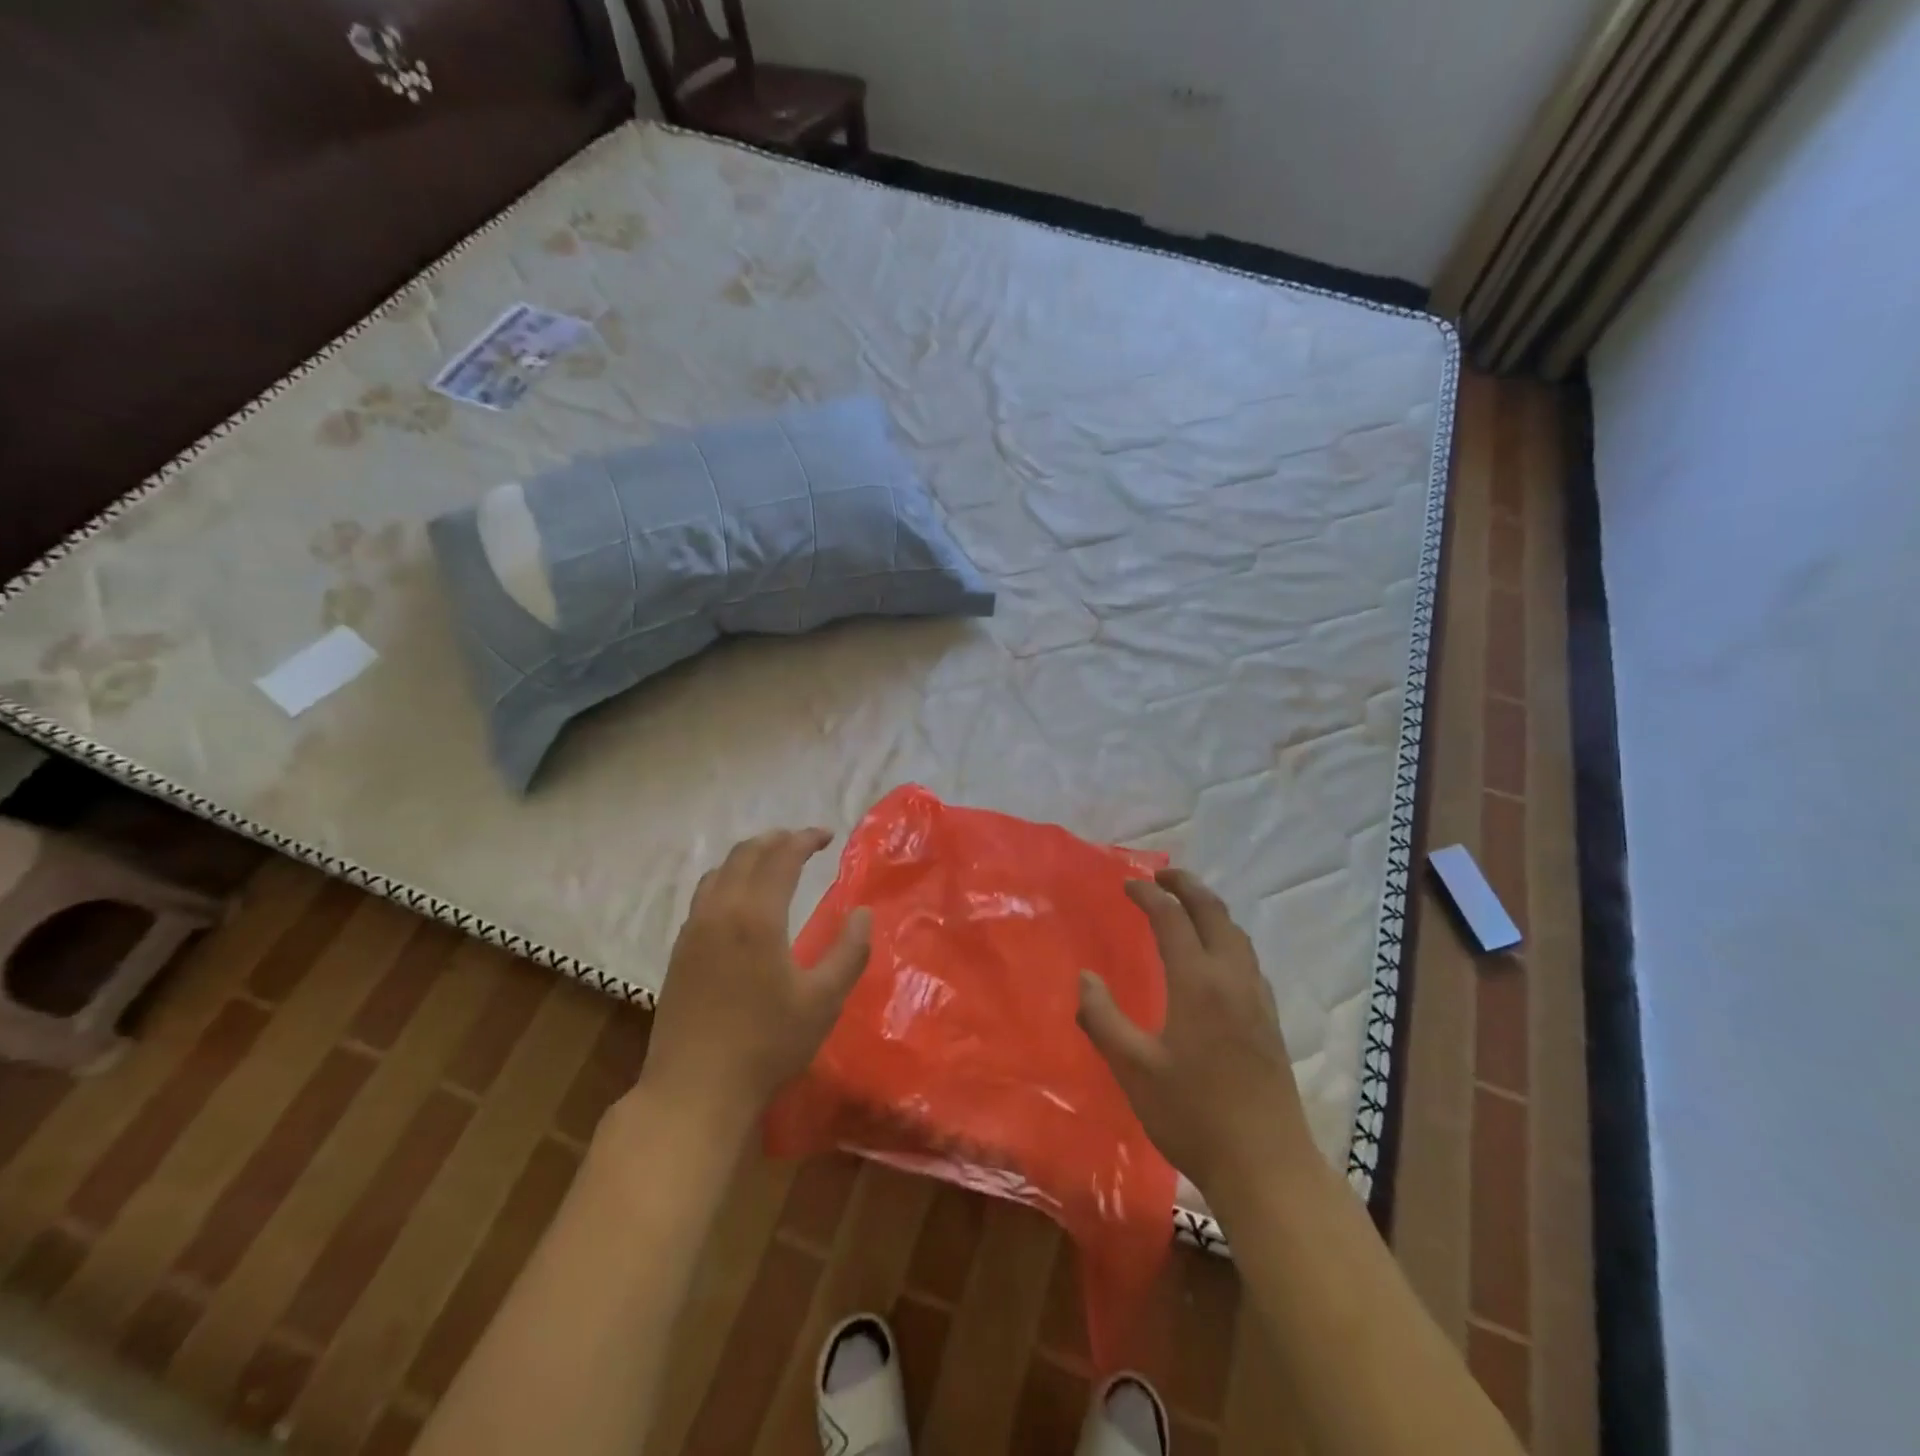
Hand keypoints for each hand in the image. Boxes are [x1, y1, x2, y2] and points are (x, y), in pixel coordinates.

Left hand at [632, 829, 870, 1143]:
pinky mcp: (679, 951)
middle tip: (803, 842)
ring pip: (719, 871)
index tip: (828, 836)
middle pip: (745, 854)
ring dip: (748, 856)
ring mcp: (693, 930)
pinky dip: (727, 879)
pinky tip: (739, 900)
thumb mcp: (824, 1001)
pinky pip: (704, 894)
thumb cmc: (767, 1044)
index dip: (805, 839)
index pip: (782, 857)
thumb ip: (850, 952)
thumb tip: (862, 913)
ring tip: (772, 861)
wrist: (694, 1090)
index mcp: (756, 915)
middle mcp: (720, 911)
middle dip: (777, 840)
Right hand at [1077, 868, 1313, 1201]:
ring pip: (1237, 934)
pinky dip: (1227, 937)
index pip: (1172, 918)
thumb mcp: (1133, 1068)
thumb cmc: (1192, 1114)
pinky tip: (1216, 958)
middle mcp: (1232, 978)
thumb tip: (1085, 977)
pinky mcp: (1269, 1020)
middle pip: (1214, 913)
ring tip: (1187, 906)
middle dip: (1187, 886)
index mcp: (1198, 982)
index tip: (1127, 884)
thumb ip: (1102, 1018)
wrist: (1266, 1165)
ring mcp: (1257, 999)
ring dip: (1210, 909)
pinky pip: (1247, 958)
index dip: (1148, 894)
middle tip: (1162, 874)